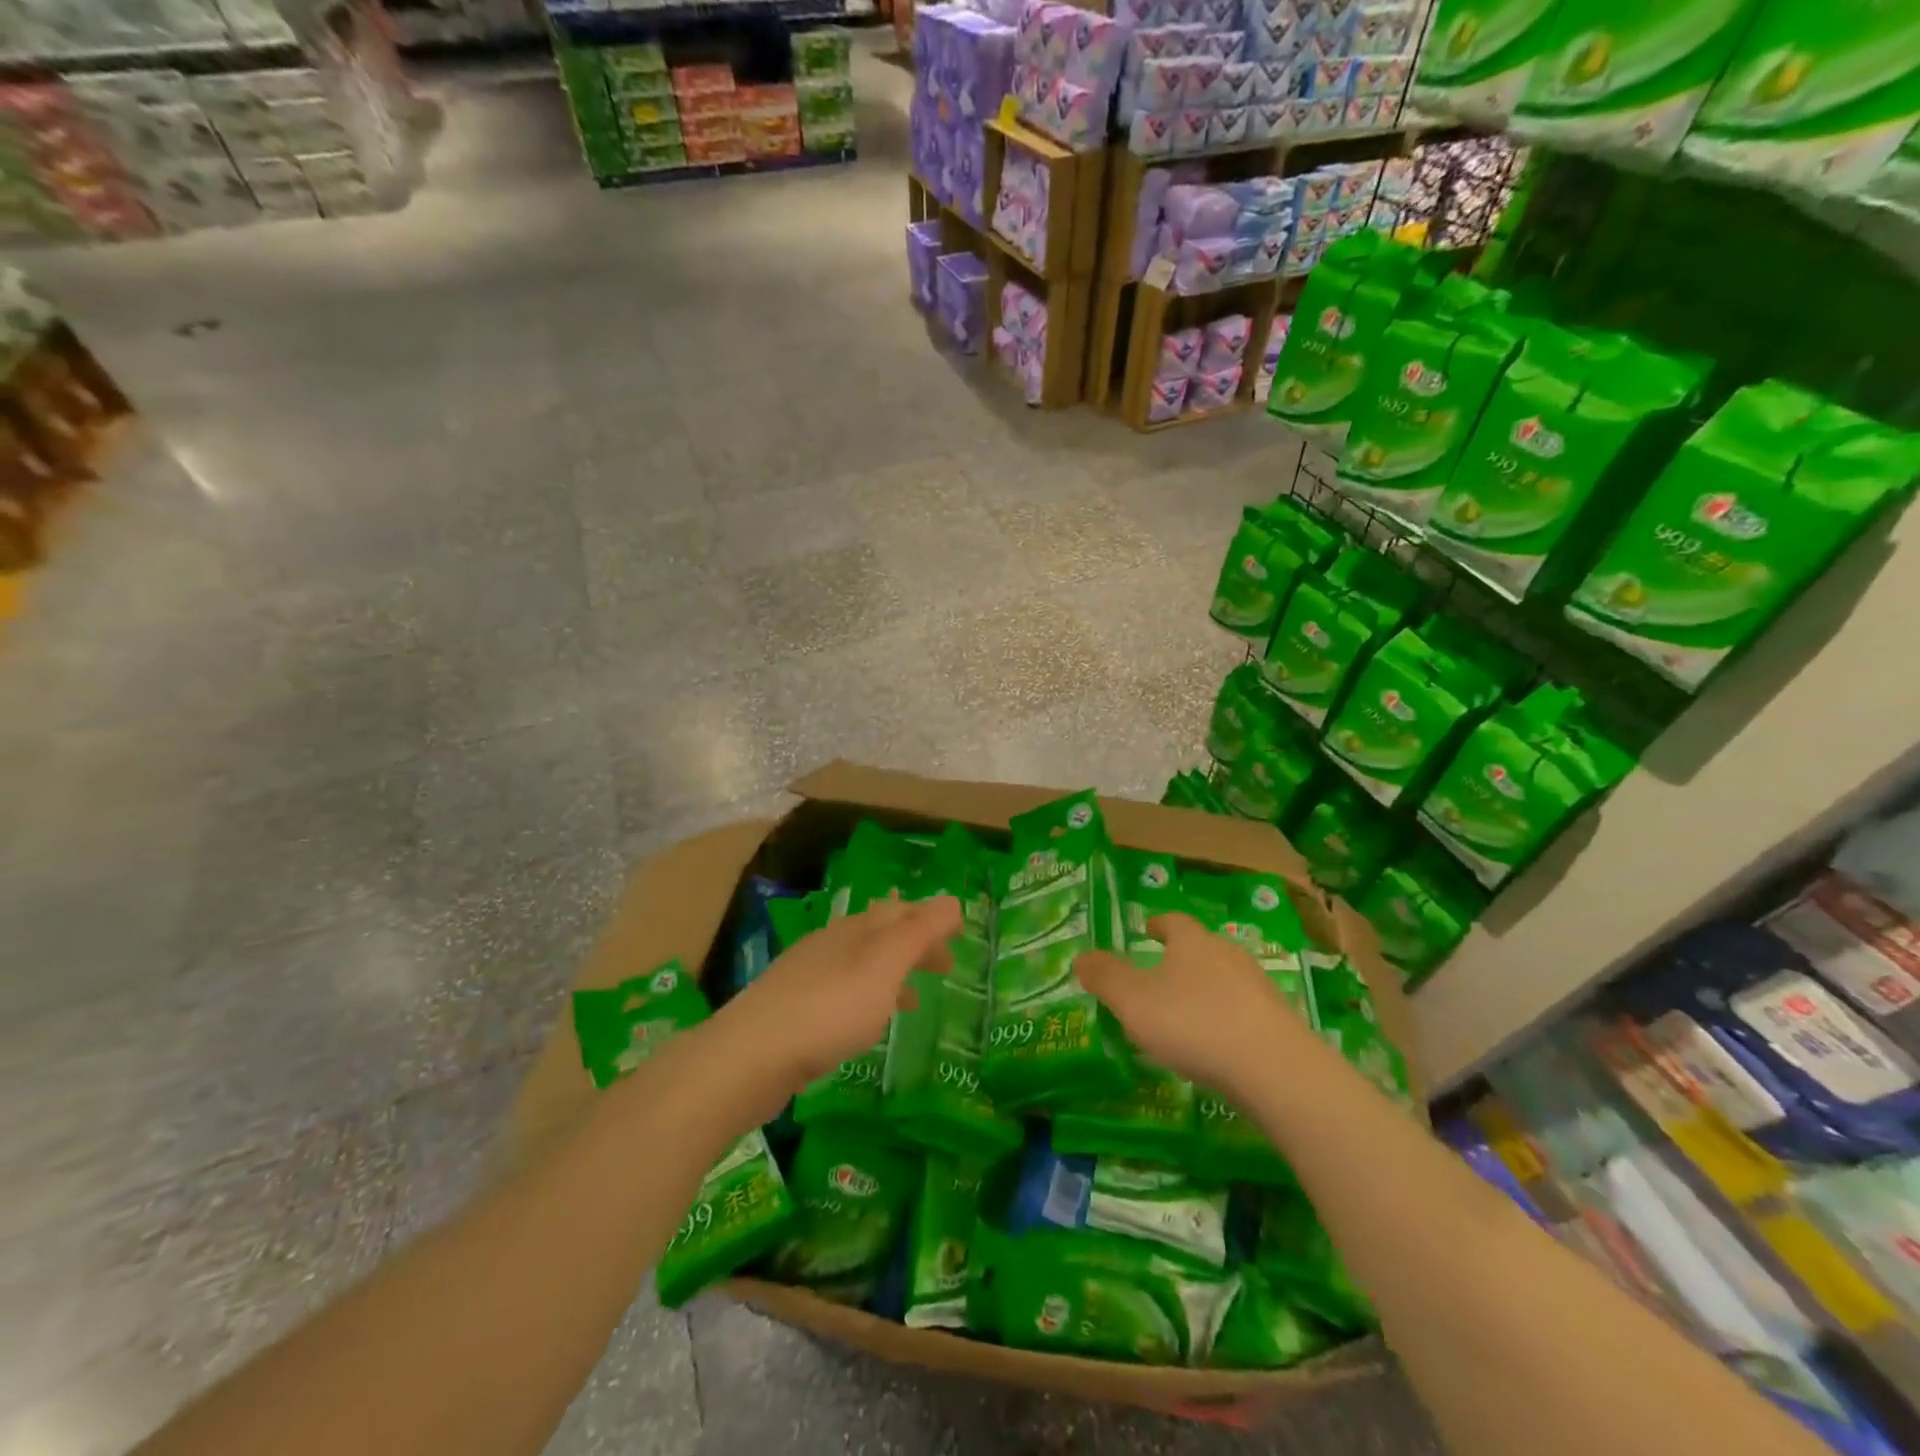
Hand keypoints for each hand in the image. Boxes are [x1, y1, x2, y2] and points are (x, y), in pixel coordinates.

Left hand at [717, 896, 962, 1095]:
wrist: (750, 1056)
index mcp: (855, 929)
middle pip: (880, 935)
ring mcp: (808, 976)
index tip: (957, 937)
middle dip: (914, 945)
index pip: (900, 911)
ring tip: (914, 1001)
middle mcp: (831, 944)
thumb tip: (951, 900)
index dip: (930, 920)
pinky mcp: (793, 1010)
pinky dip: (866, 999)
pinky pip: (842, 993)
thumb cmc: (829, 1008)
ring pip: (860, 965)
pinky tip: (867, 1025)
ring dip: (892, 974)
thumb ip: (919, 933)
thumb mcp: (884, 966)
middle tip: (944, 967)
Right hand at [1074, 912, 1315, 1097]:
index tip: (1147, 929)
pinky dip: (1224, 1018)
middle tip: (1158, 974)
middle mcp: (1227, 954)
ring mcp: (1258, 987)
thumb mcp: (1133, 1001)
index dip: (1157, 925)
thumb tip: (1081, 956)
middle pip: (1200, 948)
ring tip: (1183, 1013)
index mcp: (1192, 942)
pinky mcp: (1278, 1021)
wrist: (1274, 1068)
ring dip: (1203, 990)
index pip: (1173, 922)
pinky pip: (1242, 1010)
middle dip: (1179, 958)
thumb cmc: (1193, 1023)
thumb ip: (1105, 978)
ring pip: (1223, 979)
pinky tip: (1215, 1043)